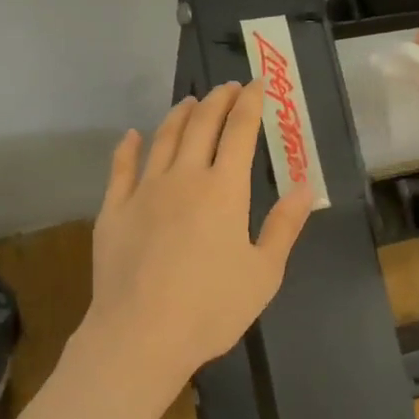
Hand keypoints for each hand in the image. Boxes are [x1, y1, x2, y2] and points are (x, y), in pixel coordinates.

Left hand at [78, 82, 315, 394]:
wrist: (141, 335)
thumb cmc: (211, 308)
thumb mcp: (264, 273)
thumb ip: (284, 225)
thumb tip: (303, 186)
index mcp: (224, 190)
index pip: (240, 131)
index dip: (250, 103)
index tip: (258, 83)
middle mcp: (184, 177)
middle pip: (202, 125)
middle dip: (218, 100)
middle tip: (227, 87)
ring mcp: (144, 190)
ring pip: (163, 138)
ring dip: (180, 114)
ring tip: (190, 101)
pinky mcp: (114, 210)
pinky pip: (121, 168)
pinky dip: (128, 147)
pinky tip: (133, 135)